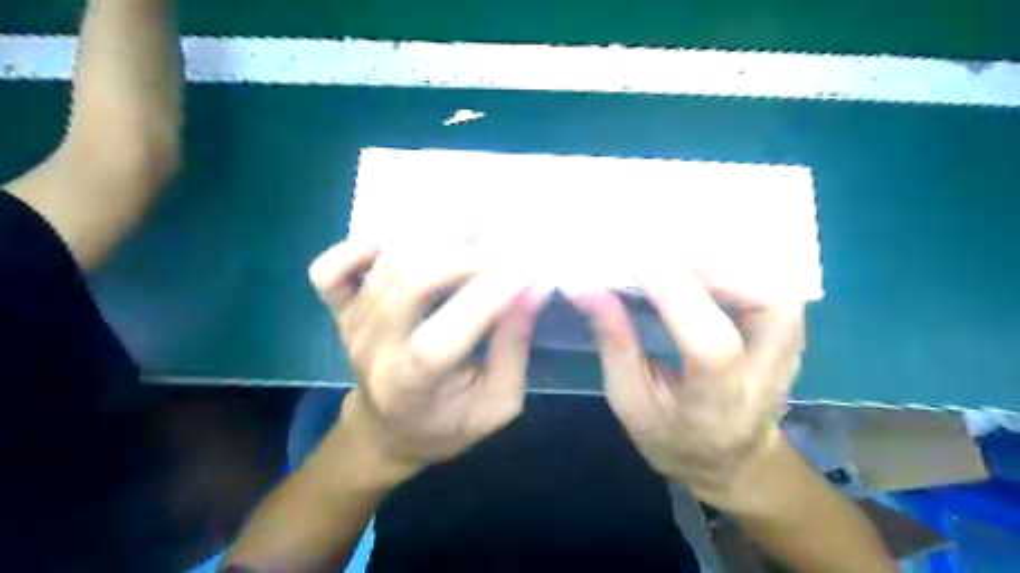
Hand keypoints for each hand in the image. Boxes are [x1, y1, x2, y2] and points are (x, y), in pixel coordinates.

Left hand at [309, 239, 549, 481]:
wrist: (386, 432)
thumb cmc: (448, 423)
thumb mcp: (498, 402)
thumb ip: (514, 346)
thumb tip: (534, 287)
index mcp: (411, 388)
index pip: (445, 335)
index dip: (486, 296)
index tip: (527, 268)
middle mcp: (373, 352)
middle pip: (411, 285)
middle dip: (464, 256)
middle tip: (503, 238)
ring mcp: (351, 327)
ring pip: (386, 266)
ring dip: (434, 237)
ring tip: (475, 224)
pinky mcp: (339, 311)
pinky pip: (331, 267)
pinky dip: (362, 246)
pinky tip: (401, 243)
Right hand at [566, 265, 804, 509]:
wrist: (731, 458)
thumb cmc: (671, 435)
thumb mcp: (629, 399)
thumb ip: (613, 341)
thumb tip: (584, 286)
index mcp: (719, 406)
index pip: (712, 346)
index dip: (676, 296)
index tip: (634, 259)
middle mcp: (767, 375)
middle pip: (765, 304)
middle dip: (710, 267)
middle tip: (659, 252)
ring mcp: (790, 351)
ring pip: (775, 284)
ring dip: (724, 260)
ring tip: (676, 254)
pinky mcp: (791, 332)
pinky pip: (770, 281)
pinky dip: (734, 264)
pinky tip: (699, 261)